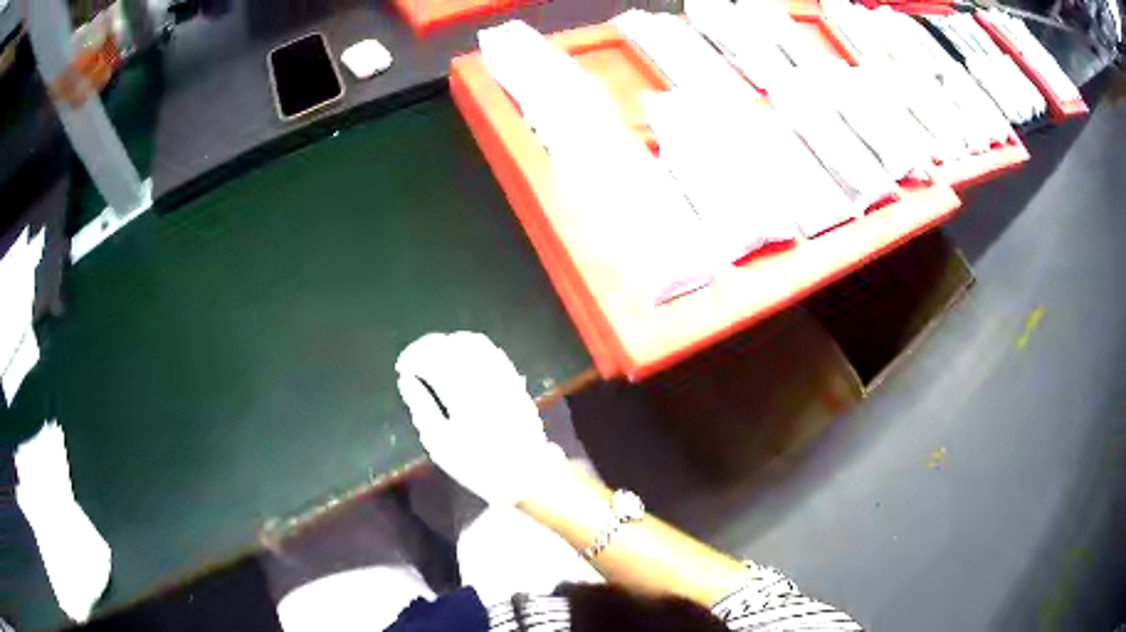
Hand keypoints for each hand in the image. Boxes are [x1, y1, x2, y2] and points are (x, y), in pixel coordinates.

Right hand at [396, 332, 568, 505]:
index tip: (402, 368)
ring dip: (450, 343)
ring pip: (474, 343)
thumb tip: (406, 380)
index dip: (413, 356)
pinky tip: (462, 360)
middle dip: (428, 346)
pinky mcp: (514, 380)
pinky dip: (472, 348)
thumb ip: (421, 407)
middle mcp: (484, 377)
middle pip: (452, 345)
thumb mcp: (440, 444)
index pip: (432, 358)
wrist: (526, 474)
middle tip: (414, 360)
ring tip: (435, 358)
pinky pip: (493, 352)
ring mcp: (502, 376)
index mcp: (461, 393)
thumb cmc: (478, 465)